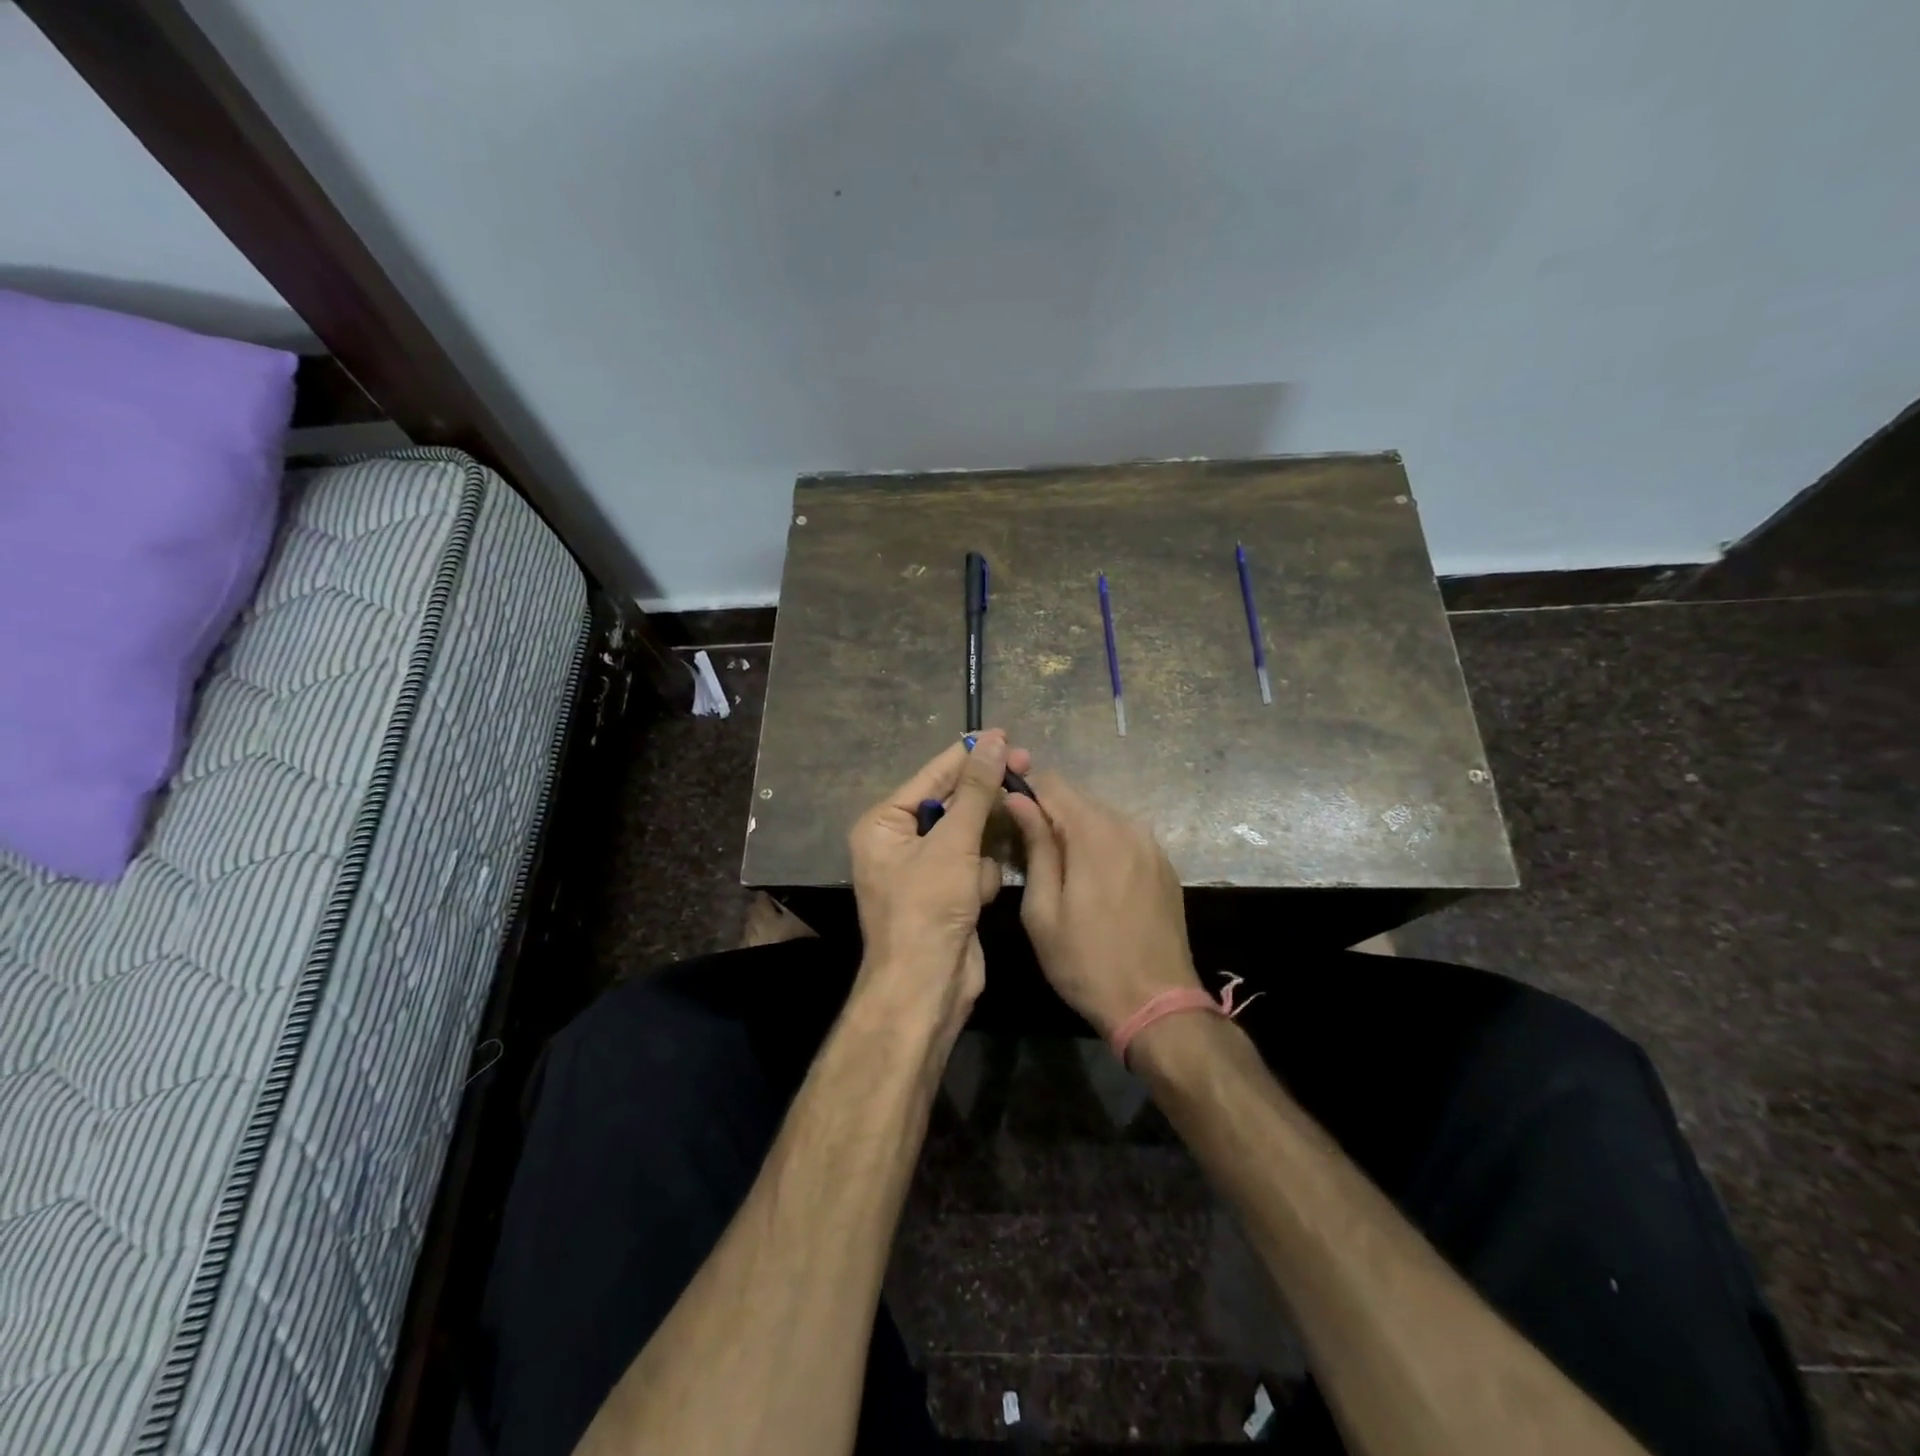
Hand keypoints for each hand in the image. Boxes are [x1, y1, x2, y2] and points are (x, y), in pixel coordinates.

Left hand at [847, 730, 1030, 1040]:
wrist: (927, 988)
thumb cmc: (928, 908)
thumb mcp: (953, 843)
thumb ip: (975, 790)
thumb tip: (993, 739)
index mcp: (883, 824)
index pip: (932, 776)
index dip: (969, 755)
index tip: (1006, 735)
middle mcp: (899, 841)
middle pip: (952, 803)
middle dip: (982, 801)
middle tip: (1026, 768)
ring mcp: (924, 868)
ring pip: (969, 835)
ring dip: (981, 851)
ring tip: (980, 868)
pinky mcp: (947, 892)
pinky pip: (973, 865)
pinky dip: (981, 878)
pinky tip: (977, 898)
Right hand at [1003, 773, 1202, 1038]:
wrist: (1158, 1005)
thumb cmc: (1086, 962)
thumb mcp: (1043, 909)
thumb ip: (1035, 846)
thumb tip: (1018, 799)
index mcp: (1095, 832)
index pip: (1053, 783)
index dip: (1025, 788)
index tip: (1005, 807)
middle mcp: (1128, 826)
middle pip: (1078, 798)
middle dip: (1049, 812)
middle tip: (1025, 844)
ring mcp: (1152, 845)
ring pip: (1101, 818)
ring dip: (1075, 830)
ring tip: (1056, 866)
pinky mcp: (1164, 865)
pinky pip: (1123, 838)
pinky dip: (1101, 845)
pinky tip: (1091, 879)